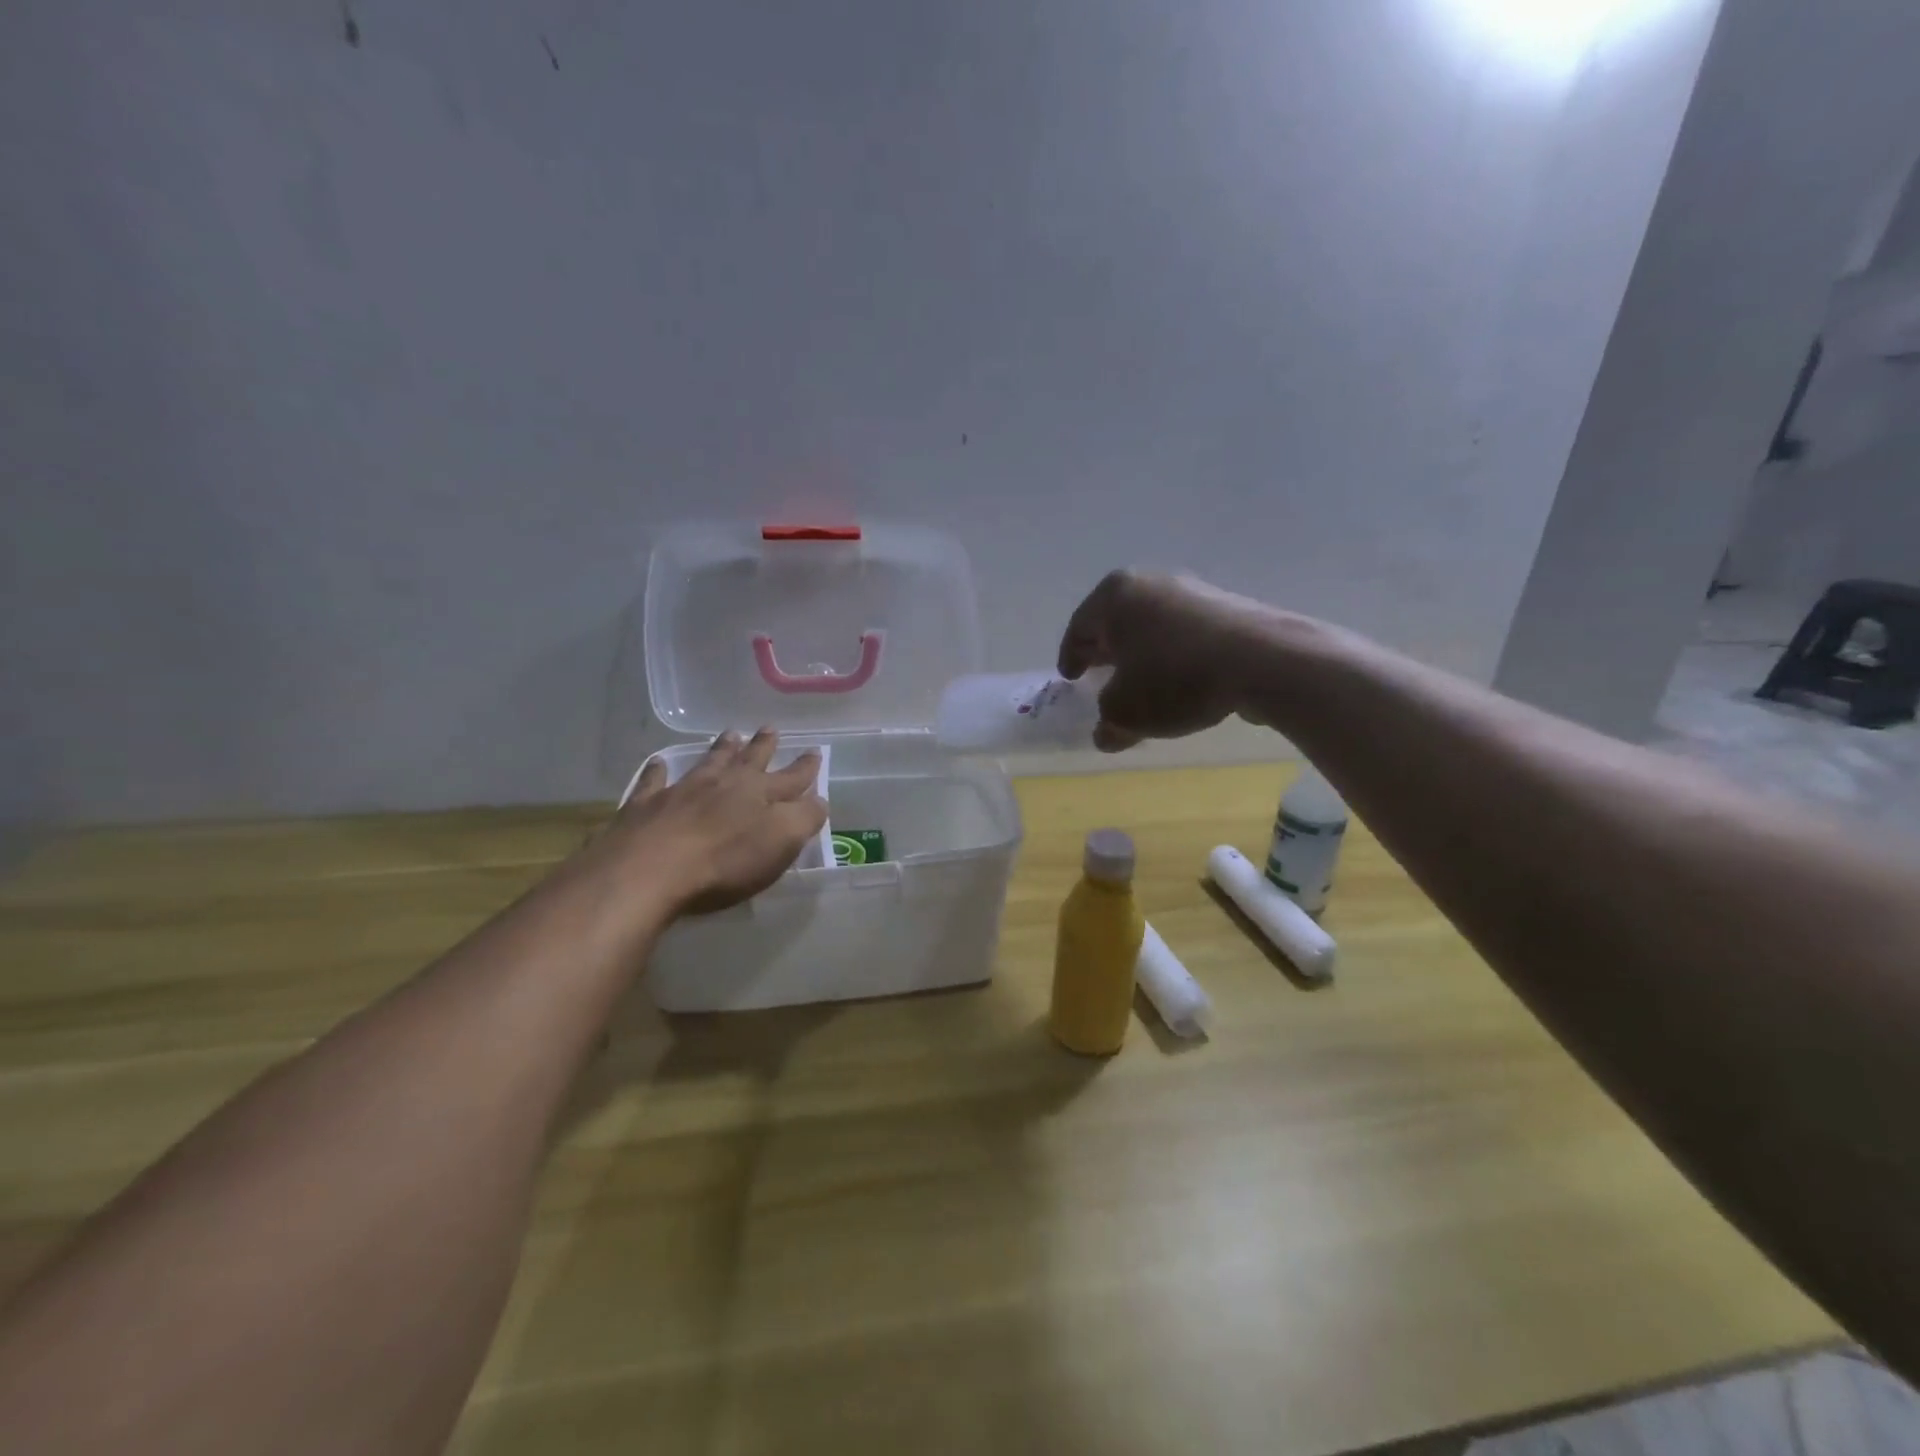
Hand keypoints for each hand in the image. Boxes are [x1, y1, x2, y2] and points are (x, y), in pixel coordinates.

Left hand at [602, 729, 826, 915]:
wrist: (649, 870)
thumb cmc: (724, 861)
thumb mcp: (780, 842)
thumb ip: (804, 819)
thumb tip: (818, 800)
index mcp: (760, 794)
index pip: (791, 778)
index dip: (805, 768)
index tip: (815, 752)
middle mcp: (723, 784)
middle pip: (748, 760)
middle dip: (763, 746)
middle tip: (770, 729)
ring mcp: (682, 791)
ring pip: (708, 763)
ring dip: (721, 749)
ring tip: (730, 735)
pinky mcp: (646, 806)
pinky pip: (654, 781)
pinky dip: (658, 772)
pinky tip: (658, 764)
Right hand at [1058, 569, 1268, 750]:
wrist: (1263, 661)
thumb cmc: (1175, 678)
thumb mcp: (1127, 711)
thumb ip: (1108, 721)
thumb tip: (1106, 733)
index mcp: (1115, 596)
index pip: (1079, 628)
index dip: (1071, 657)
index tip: (1070, 678)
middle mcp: (1150, 583)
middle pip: (1116, 621)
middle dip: (1106, 651)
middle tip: (1098, 676)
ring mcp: (1192, 591)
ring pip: (1152, 626)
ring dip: (1141, 654)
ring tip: (1141, 684)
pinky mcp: (1226, 608)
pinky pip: (1184, 633)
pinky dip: (1172, 654)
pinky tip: (1180, 681)